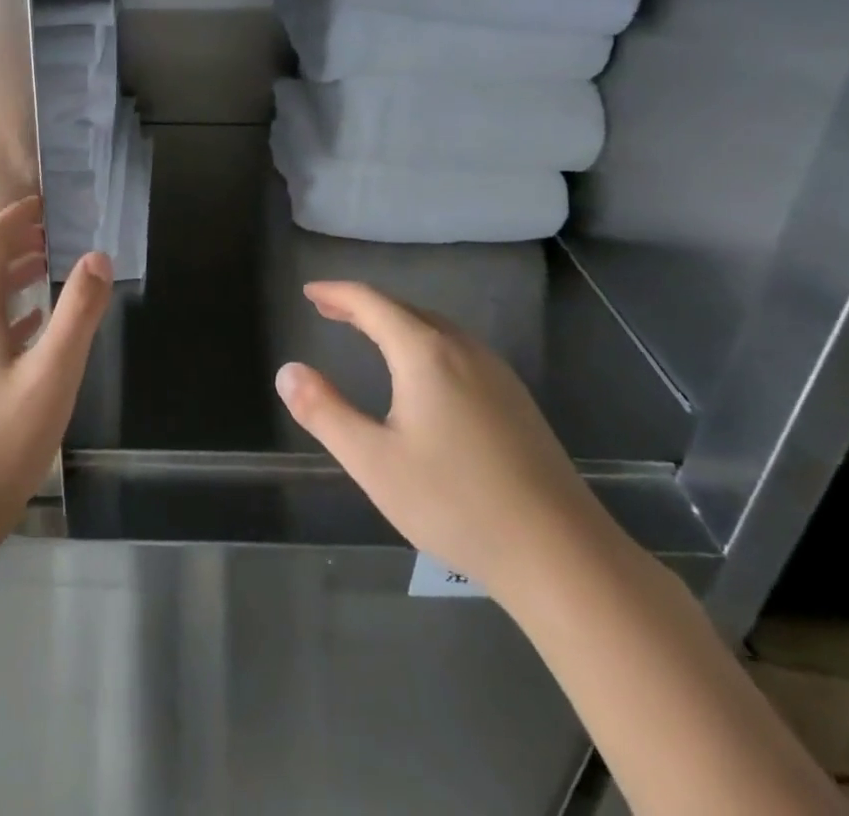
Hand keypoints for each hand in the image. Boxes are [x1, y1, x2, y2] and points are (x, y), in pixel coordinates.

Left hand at [0, 196, 111, 537]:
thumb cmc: (4, 438)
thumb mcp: (54, 373)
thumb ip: (78, 312)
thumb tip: (97, 257)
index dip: (15, 217)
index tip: (46, 205)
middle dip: (5, 238)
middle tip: (46, 234)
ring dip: (2, 270)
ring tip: (44, 269)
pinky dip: (1, 305)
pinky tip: (31, 323)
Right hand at [275, 281, 605, 593]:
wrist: (562, 554)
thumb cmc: (456, 503)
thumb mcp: (373, 461)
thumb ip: (324, 412)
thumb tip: (287, 371)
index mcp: (426, 353)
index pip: (372, 303)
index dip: (337, 293)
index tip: (309, 292)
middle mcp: (463, 349)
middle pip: (405, 309)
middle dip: (363, 306)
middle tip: (330, 311)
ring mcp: (496, 373)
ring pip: (435, 328)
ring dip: (395, 322)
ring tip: (368, 333)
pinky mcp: (515, 400)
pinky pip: (457, 349)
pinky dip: (424, 342)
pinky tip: (423, 373)